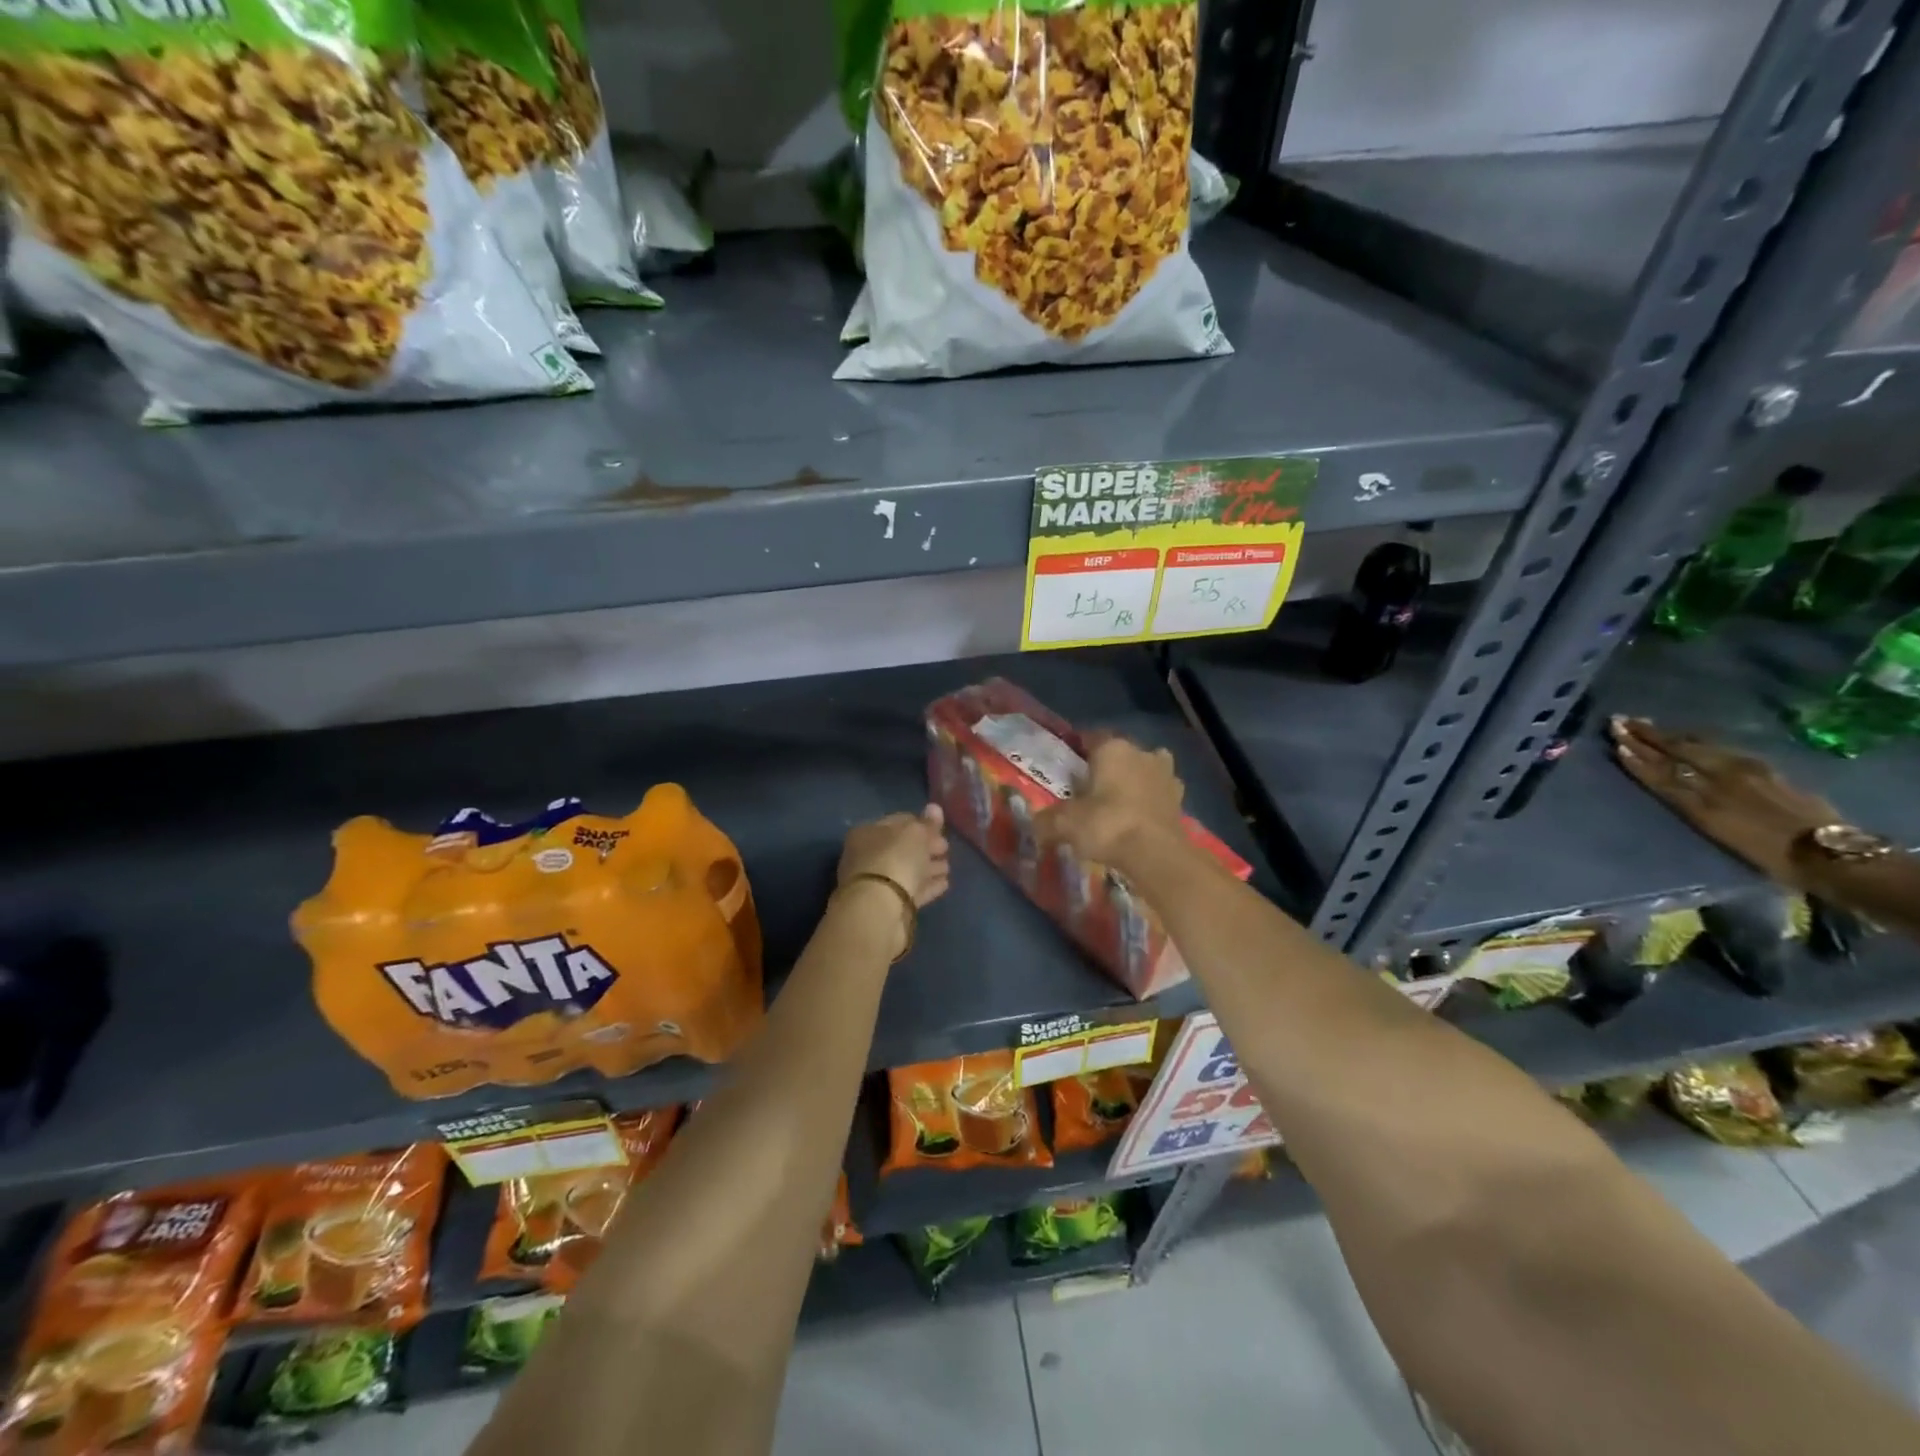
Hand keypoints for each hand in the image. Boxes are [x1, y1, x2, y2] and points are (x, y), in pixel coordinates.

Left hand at [838, 805, 950, 907]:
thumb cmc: (894, 860)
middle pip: (903, 848)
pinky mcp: (889, 907)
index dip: (921, 823)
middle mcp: (867, 856)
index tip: (941, 829)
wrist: (878, 910)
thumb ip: (927, 823)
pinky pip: (912, 891)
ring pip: (907, 870)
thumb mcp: (915, 834)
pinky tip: (944, 884)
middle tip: (947, 848)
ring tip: (948, 867)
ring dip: (928, 868)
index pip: (898, 821)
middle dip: (926, 847)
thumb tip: (934, 808)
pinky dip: (927, 886)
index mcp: (867, 833)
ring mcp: (877, 884)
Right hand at [1037, 733, 1185, 869]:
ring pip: (1143, 770)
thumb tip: (1034, 823)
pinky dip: (1149, 801)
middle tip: (1089, 790)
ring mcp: (1165, 774)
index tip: (1066, 768)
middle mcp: (1142, 752)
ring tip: (1117, 803)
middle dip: (1106, 767)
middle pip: (1119, 754)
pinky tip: (1139, 818)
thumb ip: (1046, 820)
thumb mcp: (1065, 823)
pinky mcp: (1180, 799)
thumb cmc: (1107, 825)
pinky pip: (1158, 793)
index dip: (1077, 751)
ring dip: (1133, 780)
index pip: (1090, 738)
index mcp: (1112, 748)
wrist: (1156, 854)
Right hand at [1608, 716, 1837, 887]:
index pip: (1662, 772)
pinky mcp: (1766, 770)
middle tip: (1621, 720)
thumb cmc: (1768, 854)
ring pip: (1699, 747)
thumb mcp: (1719, 831)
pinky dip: (1698, 740)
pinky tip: (1690, 736)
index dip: (1638, 757)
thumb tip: (1665, 780)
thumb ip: (1689, 803)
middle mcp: (1720, 778)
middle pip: (1677, 753)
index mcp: (1704, 798)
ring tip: (1647, 724)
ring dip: (1669, 735)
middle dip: (1647, 737)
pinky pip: (1722, 748)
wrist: (1828, 854)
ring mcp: (1746, 771)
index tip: (1616, 741)